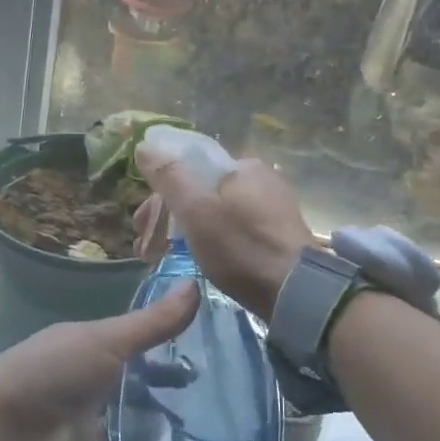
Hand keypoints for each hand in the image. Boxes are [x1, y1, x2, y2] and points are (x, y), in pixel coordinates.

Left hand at [0, 285, 199, 440]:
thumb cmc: (51, 376)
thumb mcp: (105, 341)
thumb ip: (152, 323)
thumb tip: (197, 284)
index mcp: (86, 352)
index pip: (133, 347)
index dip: (167, 349)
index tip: (209, 354)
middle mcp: (86, 390)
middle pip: (133, 393)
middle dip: (168, 398)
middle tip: (216, 404)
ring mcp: (81, 433)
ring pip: (127, 438)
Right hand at [133, 142, 316, 318]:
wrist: (298, 294)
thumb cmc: (241, 248)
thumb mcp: (197, 211)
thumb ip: (169, 177)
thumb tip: (144, 146)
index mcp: (242, 166)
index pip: (189, 169)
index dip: (159, 195)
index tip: (141, 225)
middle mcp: (260, 180)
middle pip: (201, 191)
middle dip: (169, 218)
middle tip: (148, 248)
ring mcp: (272, 208)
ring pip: (215, 213)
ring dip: (186, 232)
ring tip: (166, 258)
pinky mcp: (278, 236)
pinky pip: (233, 230)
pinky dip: (211, 241)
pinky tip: (200, 260)